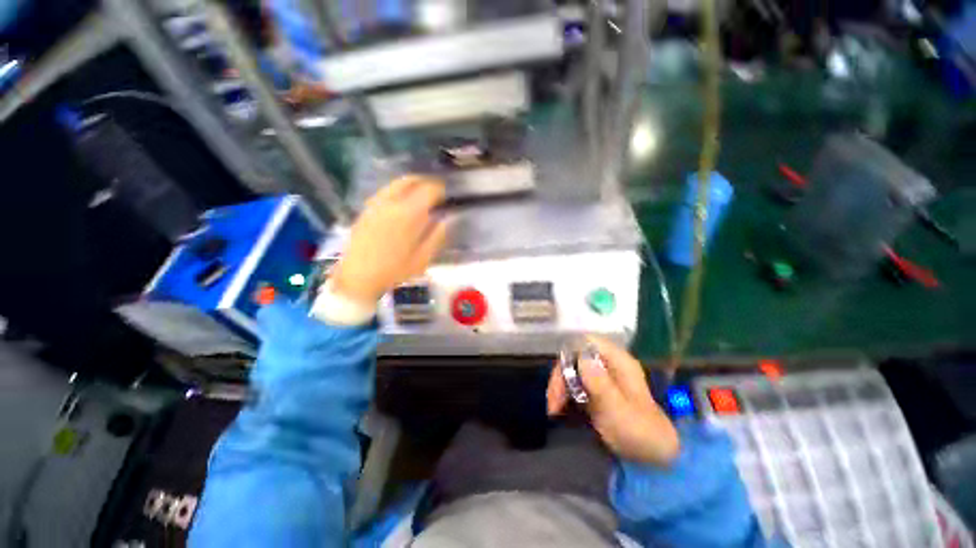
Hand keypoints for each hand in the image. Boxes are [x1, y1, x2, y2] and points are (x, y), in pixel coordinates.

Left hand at [331, 176, 448, 304]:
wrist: (358, 276)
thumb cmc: (394, 270)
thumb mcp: (423, 259)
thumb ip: (436, 237)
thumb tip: (445, 221)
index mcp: (408, 214)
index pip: (428, 190)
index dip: (439, 190)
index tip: (446, 195)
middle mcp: (391, 203)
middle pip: (409, 180)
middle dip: (424, 182)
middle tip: (434, 190)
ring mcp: (375, 204)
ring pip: (395, 184)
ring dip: (410, 184)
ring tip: (419, 193)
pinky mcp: (366, 210)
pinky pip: (384, 192)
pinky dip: (397, 191)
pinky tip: (401, 202)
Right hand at [547, 336, 679, 464]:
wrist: (655, 458)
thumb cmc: (640, 434)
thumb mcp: (619, 411)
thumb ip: (601, 384)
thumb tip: (582, 356)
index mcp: (619, 361)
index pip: (588, 342)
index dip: (570, 354)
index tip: (561, 378)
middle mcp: (608, 364)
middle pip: (576, 356)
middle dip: (561, 376)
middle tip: (553, 402)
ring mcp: (602, 377)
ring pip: (571, 370)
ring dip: (559, 386)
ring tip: (554, 409)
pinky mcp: (596, 390)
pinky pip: (573, 383)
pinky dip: (564, 394)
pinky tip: (559, 409)